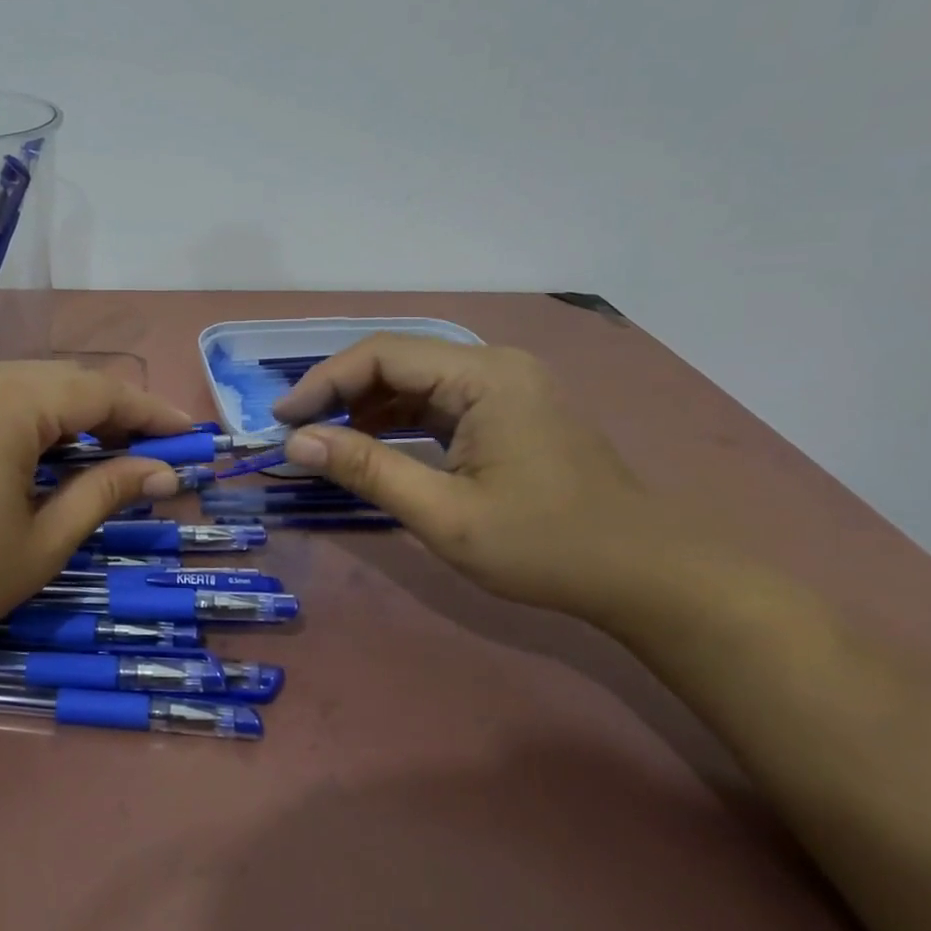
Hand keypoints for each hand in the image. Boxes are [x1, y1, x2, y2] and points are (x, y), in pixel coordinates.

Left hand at [0, 361, 191, 673]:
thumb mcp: (41, 542)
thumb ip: (105, 492)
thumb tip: (163, 471)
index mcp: (6, 400)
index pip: (100, 392)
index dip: (151, 413)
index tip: (190, 435)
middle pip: (60, 382)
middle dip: (110, 414)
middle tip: (146, 453)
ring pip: (17, 387)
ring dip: (62, 416)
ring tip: (92, 456)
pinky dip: (15, 419)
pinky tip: (23, 455)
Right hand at [273, 335, 707, 624]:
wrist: (648, 575)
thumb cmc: (547, 545)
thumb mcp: (445, 514)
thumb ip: (367, 470)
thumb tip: (295, 442)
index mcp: (484, 376)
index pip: (382, 355)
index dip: (323, 382)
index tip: (282, 420)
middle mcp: (494, 365)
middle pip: (396, 360)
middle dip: (340, 392)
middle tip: (296, 431)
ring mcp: (505, 387)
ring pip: (414, 381)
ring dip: (366, 407)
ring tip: (324, 441)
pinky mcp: (508, 411)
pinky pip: (437, 402)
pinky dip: (397, 421)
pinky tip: (371, 446)